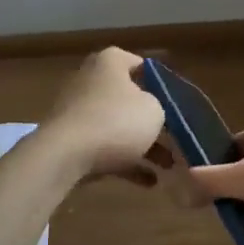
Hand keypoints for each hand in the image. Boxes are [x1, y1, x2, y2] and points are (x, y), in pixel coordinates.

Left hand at [39, 47, 172, 185]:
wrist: (65, 156)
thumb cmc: (116, 121)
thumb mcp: (154, 110)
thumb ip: (160, 106)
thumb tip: (151, 111)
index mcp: (110, 62)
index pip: (142, 65)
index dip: (163, 84)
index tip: (178, 103)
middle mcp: (92, 80)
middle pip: (130, 98)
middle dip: (153, 120)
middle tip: (175, 137)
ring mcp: (79, 110)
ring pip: (119, 125)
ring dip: (144, 146)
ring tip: (168, 166)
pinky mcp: (71, 139)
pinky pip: (105, 146)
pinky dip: (126, 161)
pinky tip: (149, 182)